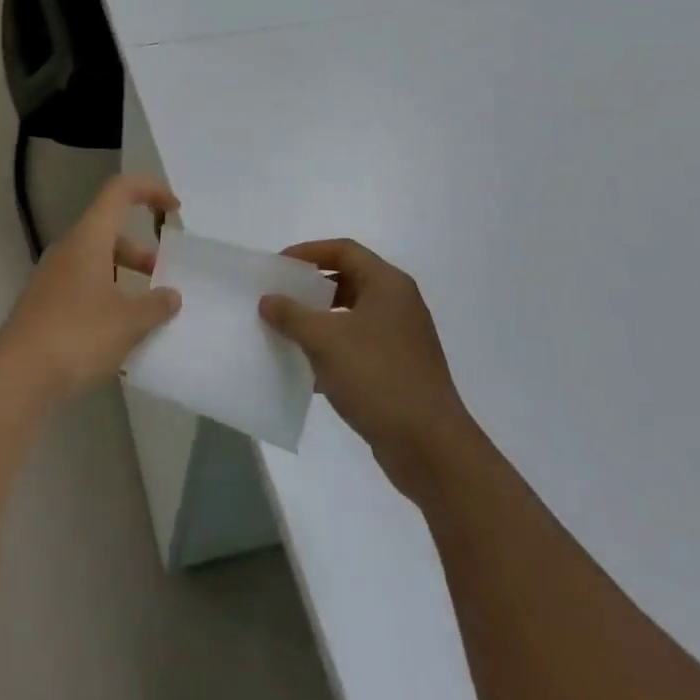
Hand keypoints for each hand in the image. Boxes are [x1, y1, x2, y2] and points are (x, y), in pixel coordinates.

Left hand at [0, 175, 182, 405]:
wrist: (17, 377)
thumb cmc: (77, 336)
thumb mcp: (128, 322)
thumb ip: (156, 305)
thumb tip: (171, 296)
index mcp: (89, 238)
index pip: (119, 191)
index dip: (150, 190)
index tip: (175, 210)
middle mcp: (69, 249)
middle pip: (110, 231)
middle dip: (142, 250)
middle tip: (163, 277)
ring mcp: (53, 278)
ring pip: (97, 261)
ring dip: (125, 277)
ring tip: (147, 312)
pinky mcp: (46, 305)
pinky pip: (84, 287)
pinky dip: (107, 298)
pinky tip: (119, 334)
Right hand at [260, 239, 473, 500]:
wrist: (431, 448)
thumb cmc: (378, 378)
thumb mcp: (325, 341)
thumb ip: (292, 315)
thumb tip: (268, 300)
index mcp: (388, 285)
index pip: (344, 250)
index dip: (308, 252)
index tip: (278, 267)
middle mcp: (398, 305)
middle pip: (348, 281)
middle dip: (311, 289)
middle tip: (278, 298)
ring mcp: (401, 340)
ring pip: (351, 317)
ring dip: (318, 323)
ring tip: (286, 333)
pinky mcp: (398, 371)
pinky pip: (358, 348)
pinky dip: (332, 353)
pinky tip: (307, 373)